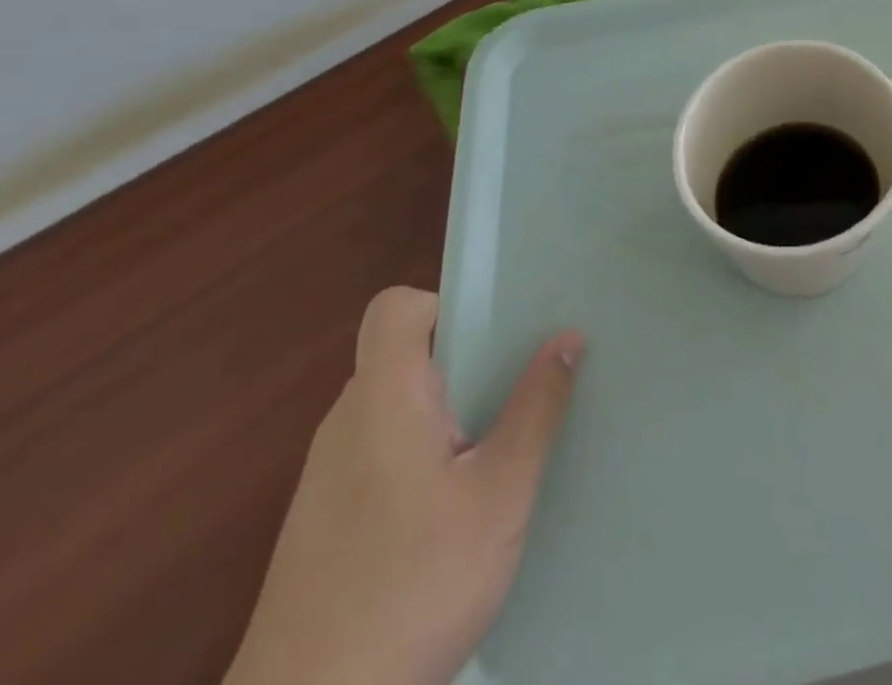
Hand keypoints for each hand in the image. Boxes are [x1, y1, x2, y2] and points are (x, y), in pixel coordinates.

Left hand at [225, 288, 583, 684]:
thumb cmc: (412, 588)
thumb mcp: (499, 494)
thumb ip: (536, 408)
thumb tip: (568, 335)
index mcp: (382, 398)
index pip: (395, 308)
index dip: (444, 303)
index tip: (495, 333)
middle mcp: (346, 423)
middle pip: (403, 354)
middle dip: (464, 359)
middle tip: (520, 382)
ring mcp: (326, 476)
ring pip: (394, 406)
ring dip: (446, 409)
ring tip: (498, 441)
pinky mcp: (323, 522)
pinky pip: (379, 451)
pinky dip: (421, 452)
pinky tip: (455, 504)